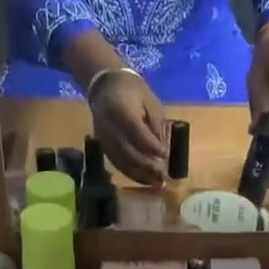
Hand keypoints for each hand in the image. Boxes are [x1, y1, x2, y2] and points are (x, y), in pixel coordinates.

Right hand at [88, 70, 168, 185]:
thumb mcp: (150, 101)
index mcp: (120, 109)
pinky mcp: (102, 146)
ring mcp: (103, 138)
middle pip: (127, 151)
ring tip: (157, 183)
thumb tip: (163, 151)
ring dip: (140, 174)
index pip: (136, 131)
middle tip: (164, 175)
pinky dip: (131, 173)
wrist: (104, 86)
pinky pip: (116, 163)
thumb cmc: (132, 90)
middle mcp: (108, 126)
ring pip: (121, 161)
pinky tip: (145, 179)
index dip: (151, 145)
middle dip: (147, 166)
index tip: (166, 155)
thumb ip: (157, 124)